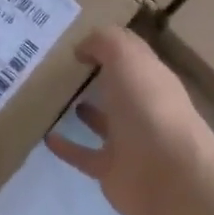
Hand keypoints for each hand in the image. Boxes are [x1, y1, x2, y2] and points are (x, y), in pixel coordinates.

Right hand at [45, 28, 213, 214]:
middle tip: (61, 68)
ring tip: (55, 99)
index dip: (110, 46)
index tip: (76, 40)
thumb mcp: (128, 58)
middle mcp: (143, 109)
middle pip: (119, 89)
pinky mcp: (111, 171)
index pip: (132, 56)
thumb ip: (105, 43)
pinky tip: (46, 137)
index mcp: (152, 79)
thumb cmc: (149, 108)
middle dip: (99, 78)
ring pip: (104, 123)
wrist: (167, 174)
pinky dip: (66, 148)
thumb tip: (83, 47)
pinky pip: (84, 156)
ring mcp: (129, 142)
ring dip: (86, 112)